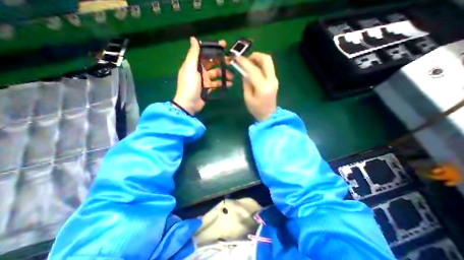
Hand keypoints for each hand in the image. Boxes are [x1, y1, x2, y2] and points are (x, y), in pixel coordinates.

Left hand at [173, 36, 233, 114]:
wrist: (189, 103)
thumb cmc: (189, 84)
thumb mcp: (190, 68)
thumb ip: (193, 54)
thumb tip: (193, 38)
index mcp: (195, 64)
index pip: (206, 54)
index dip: (214, 49)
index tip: (224, 45)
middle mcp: (200, 71)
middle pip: (213, 64)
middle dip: (221, 62)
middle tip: (231, 62)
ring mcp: (205, 80)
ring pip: (217, 74)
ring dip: (224, 74)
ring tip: (231, 77)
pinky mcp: (208, 88)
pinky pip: (217, 84)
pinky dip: (223, 84)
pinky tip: (229, 84)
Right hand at [237, 53, 275, 122]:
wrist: (269, 115)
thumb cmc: (256, 109)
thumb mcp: (247, 98)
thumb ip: (246, 83)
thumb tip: (245, 73)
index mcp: (263, 87)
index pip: (254, 70)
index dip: (244, 63)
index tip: (237, 58)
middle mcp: (271, 80)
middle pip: (266, 60)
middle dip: (256, 56)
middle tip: (246, 59)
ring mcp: (275, 79)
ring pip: (269, 62)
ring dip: (259, 59)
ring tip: (249, 62)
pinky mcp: (275, 80)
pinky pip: (268, 68)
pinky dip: (261, 65)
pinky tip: (254, 68)